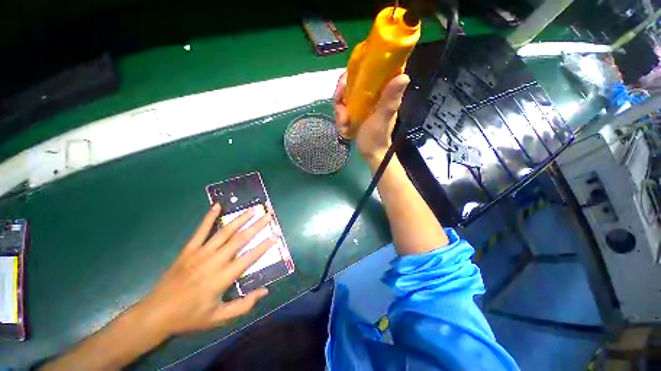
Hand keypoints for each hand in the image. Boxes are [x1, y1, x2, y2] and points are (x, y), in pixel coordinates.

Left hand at [134, 204, 274, 336]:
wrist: (156, 314)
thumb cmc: (190, 317)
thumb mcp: (219, 318)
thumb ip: (243, 305)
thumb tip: (265, 291)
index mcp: (222, 278)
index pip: (248, 258)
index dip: (263, 247)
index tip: (275, 236)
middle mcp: (214, 261)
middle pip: (240, 239)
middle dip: (257, 226)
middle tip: (268, 215)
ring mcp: (200, 253)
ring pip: (224, 232)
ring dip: (240, 219)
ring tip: (252, 209)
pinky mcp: (188, 250)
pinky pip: (201, 231)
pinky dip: (209, 217)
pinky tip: (217, 206)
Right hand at [333, 72, 409, 162]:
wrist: (370, 154)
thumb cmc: (376, 138)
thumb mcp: (382, 119)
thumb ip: (389, 100)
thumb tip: (404, 76)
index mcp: (382, 92)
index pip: (372, 70)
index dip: (357, 69)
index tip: (346, 78)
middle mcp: (372, 95)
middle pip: (352, 82)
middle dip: (342, 94)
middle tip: (339, 106)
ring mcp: (362, 104)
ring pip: (345, 96)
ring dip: (340, 110)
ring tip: (343, 122)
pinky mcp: (355, 113)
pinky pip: (343, 108)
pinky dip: (340, 117)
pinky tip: (343, 127)